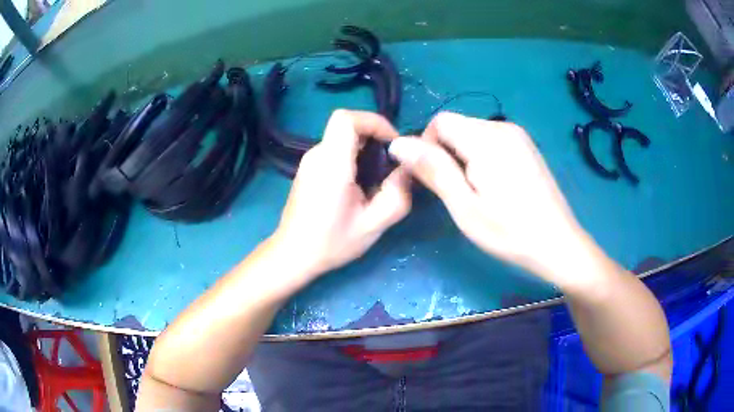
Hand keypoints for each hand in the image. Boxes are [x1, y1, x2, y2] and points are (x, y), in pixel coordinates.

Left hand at [271, 110, 410, 281]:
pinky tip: (359, 186)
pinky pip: (335, 150)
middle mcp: (317, 155)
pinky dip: (353, 158)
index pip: (347, 118)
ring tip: (377, 180)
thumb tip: (408, 169)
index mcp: (331, 164)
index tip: (392, 144)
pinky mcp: (308, 169)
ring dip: (365, 150)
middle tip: (391, 166)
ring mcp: (310, 161)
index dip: (374, 122)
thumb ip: (397, 195)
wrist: (293, 255)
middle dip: (375, 138)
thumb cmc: (330, 242)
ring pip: (342, 138)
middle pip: (348, 126)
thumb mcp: (373, 225)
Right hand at [388, 112, 592, 287]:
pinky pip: (491, 140)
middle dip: (446, 152)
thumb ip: (432, 169)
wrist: (558, 243)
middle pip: (456, 125)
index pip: (439, 122)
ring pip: (473, 132)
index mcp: (486, 139)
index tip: (436, 179)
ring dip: (463, 156)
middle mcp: (502, 127)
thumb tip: (397, 143)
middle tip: (457, 191)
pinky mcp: (526, 146)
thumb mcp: (464, 206)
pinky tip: (495, 185)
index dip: (427, 146)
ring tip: (477, 191)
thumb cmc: (509, 231)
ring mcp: (518, 135)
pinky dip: (482, 156)